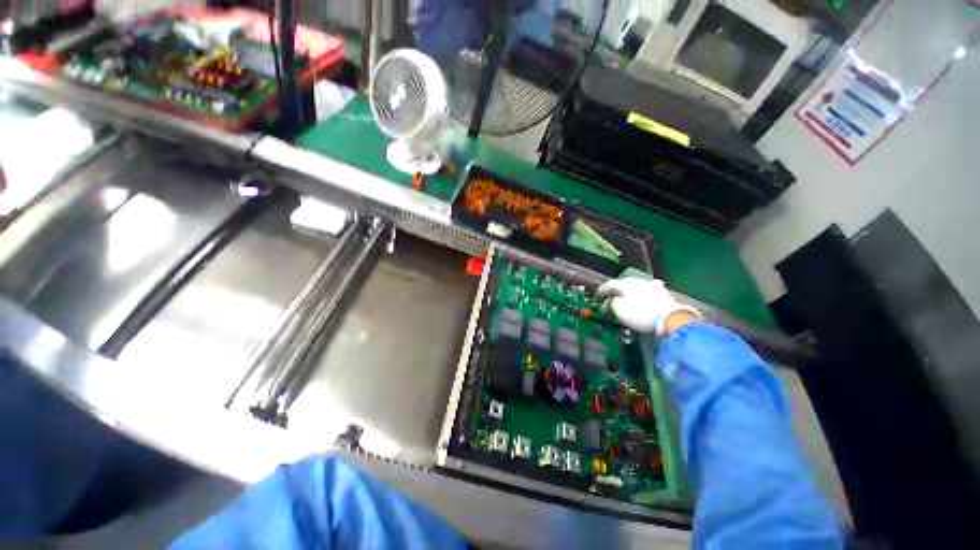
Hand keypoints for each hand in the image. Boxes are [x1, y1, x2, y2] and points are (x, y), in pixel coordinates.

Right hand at [595, 277, 700, 335]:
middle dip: (614, 293)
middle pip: (622, 285)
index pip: (608, 285)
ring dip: (628, 293)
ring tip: (625, 301)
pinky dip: (641, 295)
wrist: (671, 319)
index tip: (595, 300)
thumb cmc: (641, 316)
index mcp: (625, 284)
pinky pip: (647, 292)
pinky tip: (642, 299)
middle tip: (609, 301)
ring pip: (635, 287)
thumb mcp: (620, 312)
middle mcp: (637, 281)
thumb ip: (612, 304)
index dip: (600, 293)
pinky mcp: (663, 292)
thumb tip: (611, 301)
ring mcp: (651, 285)